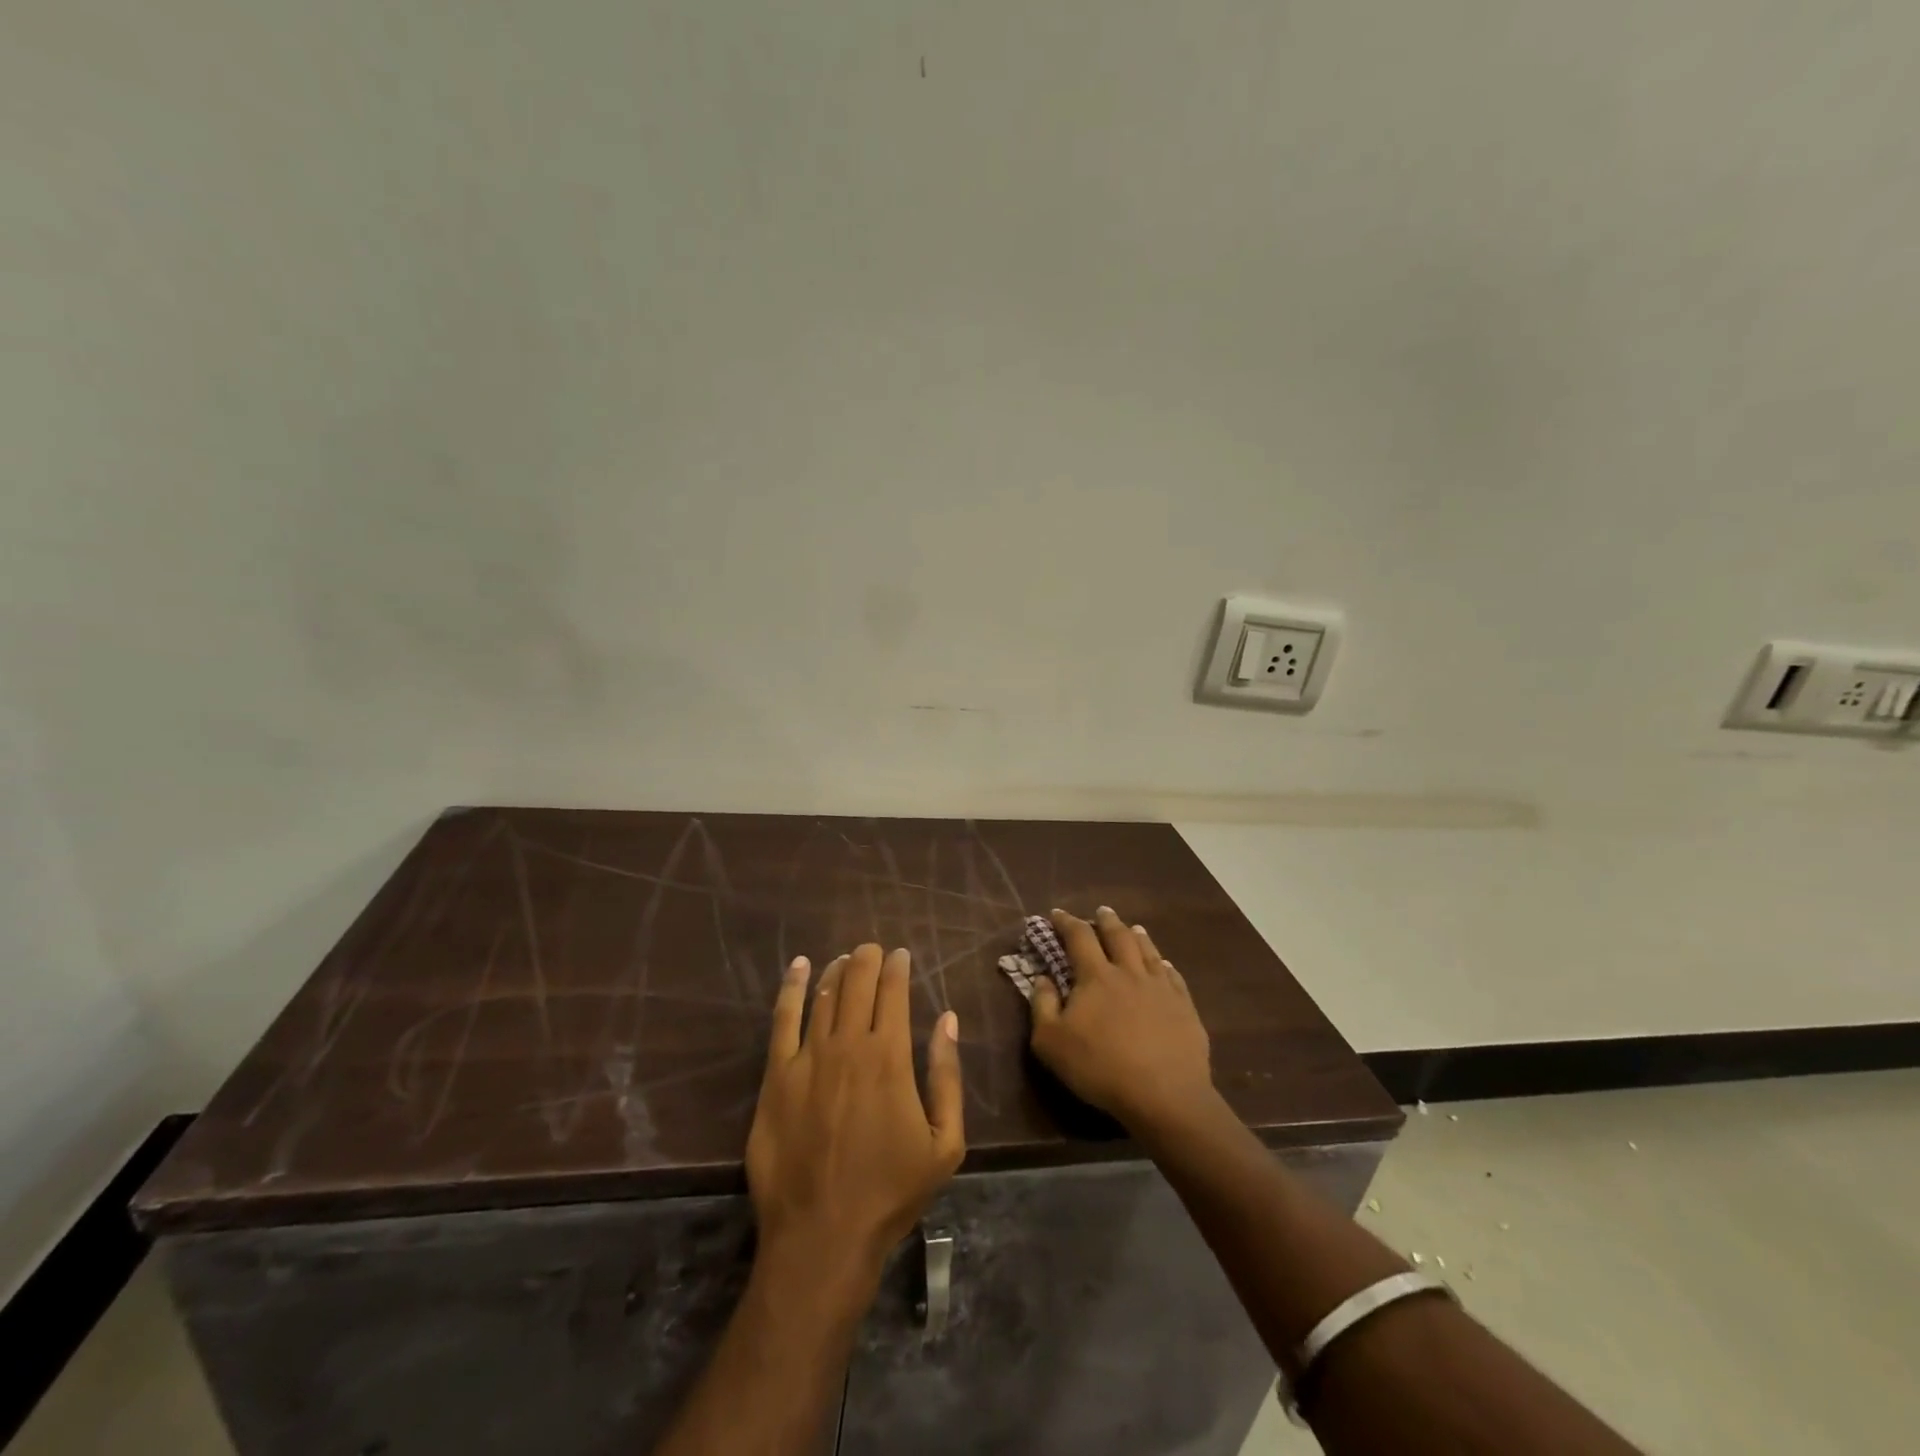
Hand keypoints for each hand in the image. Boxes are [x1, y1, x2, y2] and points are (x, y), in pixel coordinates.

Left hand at [746, 945, 964, 1288]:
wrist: (822, 1237)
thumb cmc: (890, 1192)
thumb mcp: (944, 1143)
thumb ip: (948, 1077)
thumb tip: (949, 1020)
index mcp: (890, 1058)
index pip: (894, 993)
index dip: (897, 968)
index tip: (901, 955)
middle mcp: (849, 1046)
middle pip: (857, 984)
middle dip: (867, 959)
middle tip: (872, 949)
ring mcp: (808, 1059)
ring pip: (824, 996)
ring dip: (837, 971)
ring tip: (845, 959)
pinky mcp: (776, 1076)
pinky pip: (783, 1019)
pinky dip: (793, 988)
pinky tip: (800, 967)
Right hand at [1029, 907, 1215, 1133]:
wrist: (1165, 1095)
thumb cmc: (1100, 1068)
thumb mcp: (1051, 1042)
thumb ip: (1043, 1005)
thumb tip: (1042, 977)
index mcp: (1096, 976)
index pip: (1079, 937)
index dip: (1066, 922)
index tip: (1057, 914)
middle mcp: (1129, 972)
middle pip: (1118, 935)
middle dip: (1106, 920)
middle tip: (1101, 911)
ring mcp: (1161, 987)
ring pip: (1148, 951)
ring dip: (1137, 935)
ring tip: (1133, 928)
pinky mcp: (1184, 1007)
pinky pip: (1173, 976)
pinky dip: (1164, 964)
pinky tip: (1164, 964)